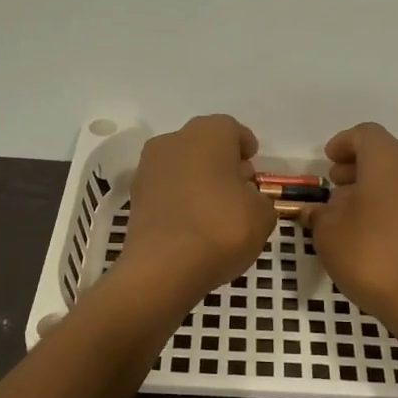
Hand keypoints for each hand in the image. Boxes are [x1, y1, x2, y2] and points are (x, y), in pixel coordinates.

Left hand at [120, 115, 273, 299]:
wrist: (163, 267)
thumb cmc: (222, 227)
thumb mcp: (262, 215)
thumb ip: (259, 199)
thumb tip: (245, 197)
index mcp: (208, 133)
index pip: (232, 129)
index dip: (245, 147)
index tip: (254, 165)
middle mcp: (173, 141)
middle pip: (203, 146)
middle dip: (222, 163)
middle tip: (239, 188)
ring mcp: (148, 169)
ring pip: (182, 167)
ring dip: (199, 181)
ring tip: (217, 210)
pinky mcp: (135, 198)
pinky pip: (167, 191)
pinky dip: (180, 201)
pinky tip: (194, 224)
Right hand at [302, 123, 397, 343]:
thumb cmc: (373, 256)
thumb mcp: (329, 234)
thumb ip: (320, 214)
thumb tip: (318, 210)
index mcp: (390, 158)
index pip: (365, 134)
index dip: (343, 144)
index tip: (327, 160)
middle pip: (387, 153)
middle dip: (359, 166)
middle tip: (336, 186)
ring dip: (378, 185)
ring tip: (354, 212)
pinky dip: (396, 203)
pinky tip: (379, 231)